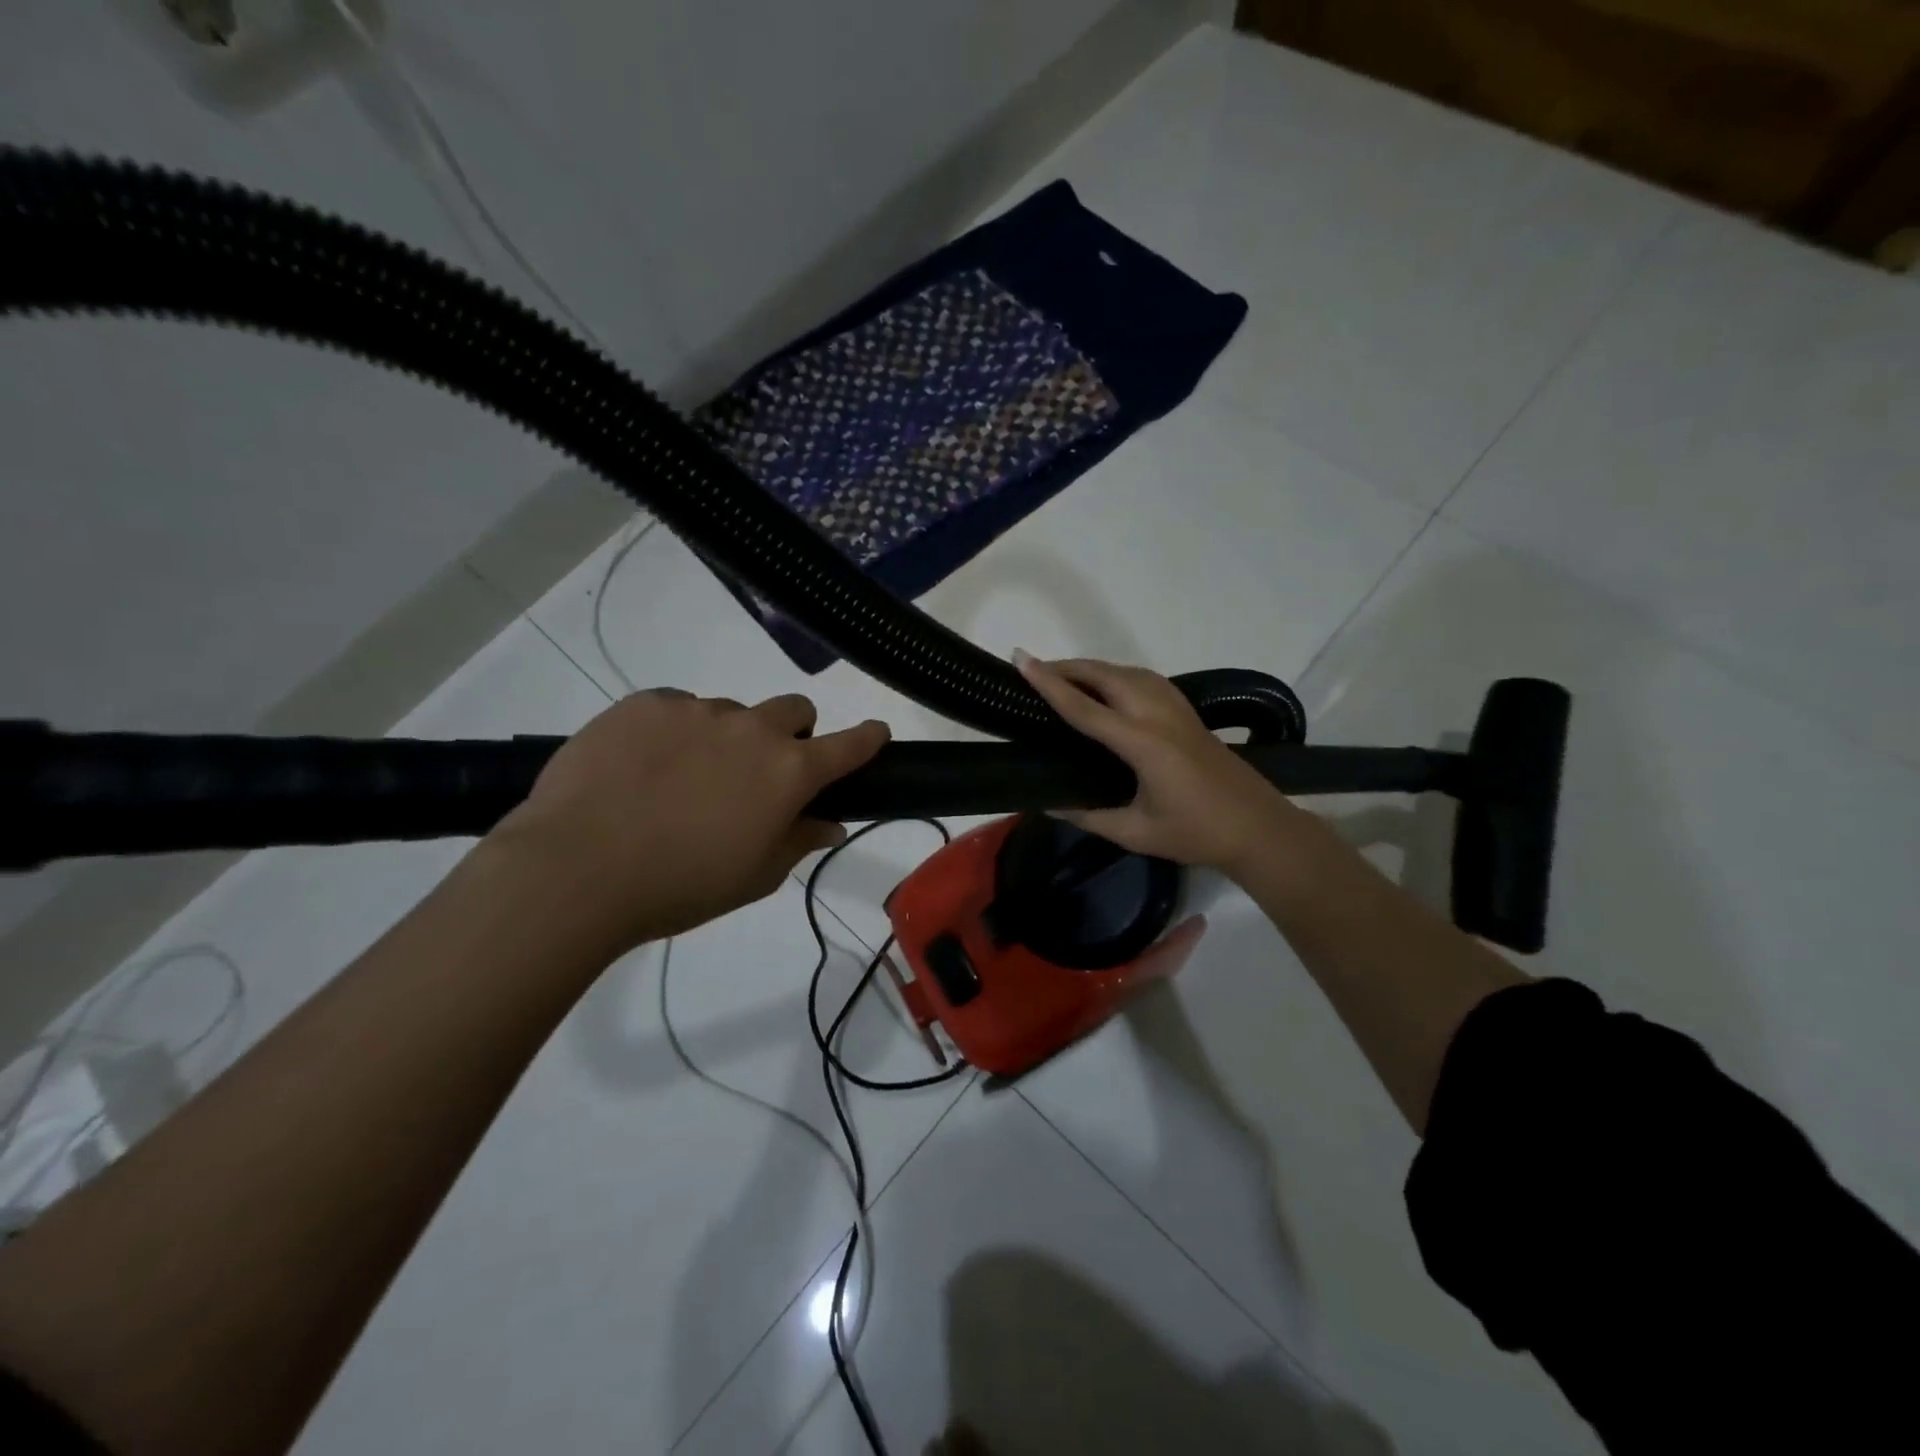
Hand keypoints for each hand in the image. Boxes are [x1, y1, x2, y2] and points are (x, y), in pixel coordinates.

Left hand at [488, 690, 888, 951]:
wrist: (577, 868)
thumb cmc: (680, 886)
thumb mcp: (753, 876)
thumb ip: (799, 841)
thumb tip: (830, 823)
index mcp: (787, 772)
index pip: (848, 744)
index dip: (868, 738)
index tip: (876, 733)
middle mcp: (751, 729)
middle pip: (794, 709)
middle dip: (793, 732)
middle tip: (761, 770)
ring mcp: (696, 710)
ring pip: (730, 712)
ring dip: (725, 738)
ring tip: (682, 780)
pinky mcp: (645, 703)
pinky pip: (676, 708)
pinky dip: (675, 732)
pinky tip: (643, 767)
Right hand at [1015, 651, 1304, 873]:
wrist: (1259, 828)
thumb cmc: (1197, 833)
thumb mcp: (1137, 833)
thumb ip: (1089, 816)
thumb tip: (1049, 804)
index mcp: (1144, 744)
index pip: (1085, 708)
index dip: (1050, 684)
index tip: (1022, 661)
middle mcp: (1158, 716)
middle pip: (1106, 676)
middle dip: (1068, 667)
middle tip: (1034, 669)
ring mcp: (1177, 710)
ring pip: (1127, 672)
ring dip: (1092, 668)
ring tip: (1063, 676)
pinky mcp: (1187, 713)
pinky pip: (1144, 679)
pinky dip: (1116, 674)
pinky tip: (1107, 686)